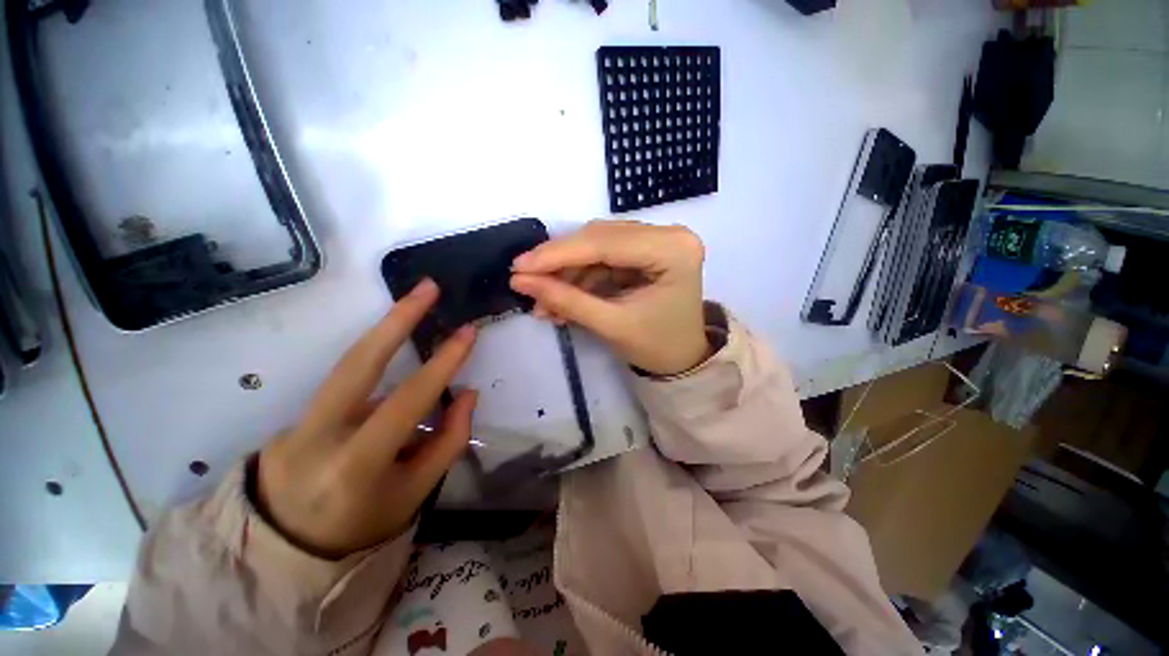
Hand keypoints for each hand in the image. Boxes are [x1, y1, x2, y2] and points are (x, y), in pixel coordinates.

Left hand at [257, 279, 477, 558]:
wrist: (286, 547)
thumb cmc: (364, 523)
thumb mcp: (416, 492)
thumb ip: (448, 440)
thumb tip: (466, 392)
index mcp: (355, 465)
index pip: (408, 401)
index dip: (443, 364)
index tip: (467, 332)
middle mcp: (318, 435)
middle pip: (359, 362)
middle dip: (397, 319)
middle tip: (428, 287)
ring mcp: (298, 421)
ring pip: (350, 364)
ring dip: (387, 330)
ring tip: (417, 302)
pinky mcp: (295, 414)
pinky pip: (347, 382)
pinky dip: (377, 363)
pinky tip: (396, 358)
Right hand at [510, 220, 708, 376]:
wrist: (681, 359)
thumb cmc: (656, 347)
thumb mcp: (611, 326)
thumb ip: (566, 300)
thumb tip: (520, 281)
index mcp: (672, 250)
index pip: (604, 242)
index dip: (557, 254)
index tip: (518, 267)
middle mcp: (668, 234)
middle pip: (599, 238)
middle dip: (559, 263)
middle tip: (525, 281)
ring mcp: (657, 240)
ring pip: (596, 246)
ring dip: (567, 272)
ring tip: (543, 301)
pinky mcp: (645, 250)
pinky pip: (603, 257)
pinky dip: (579, 277)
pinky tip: (561, 297)